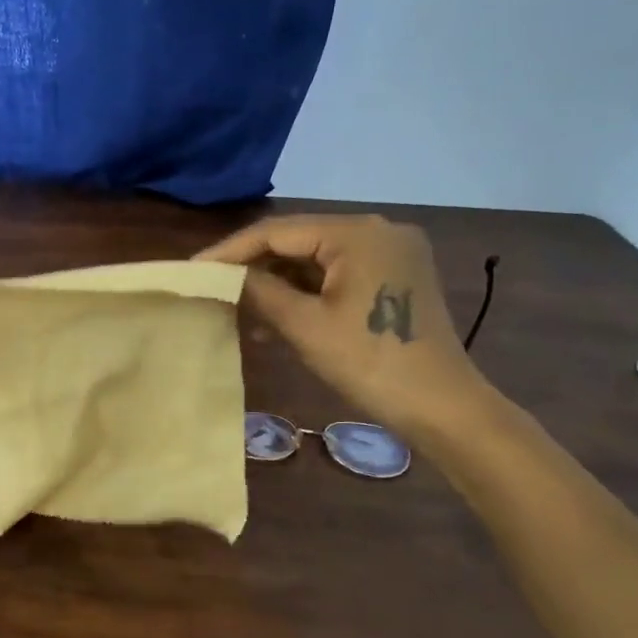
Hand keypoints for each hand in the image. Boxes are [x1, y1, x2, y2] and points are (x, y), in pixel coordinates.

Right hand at [196, 215, 488, 438]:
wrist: (443, 408)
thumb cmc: (371, 363)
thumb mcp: (305, 326)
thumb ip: (259, 291)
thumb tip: (223, 275)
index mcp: (357, 233)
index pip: (278, 230)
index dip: (231, 250)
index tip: (193, 269)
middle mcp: (378, 230)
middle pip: (298, 240)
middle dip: (254, 266)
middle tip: (213, 287)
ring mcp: (391, 253)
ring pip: (317, 258)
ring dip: (278, 282)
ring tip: (238, 308)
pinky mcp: (395, 277)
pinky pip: (338, 274)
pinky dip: (306, 292)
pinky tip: (277, 317)